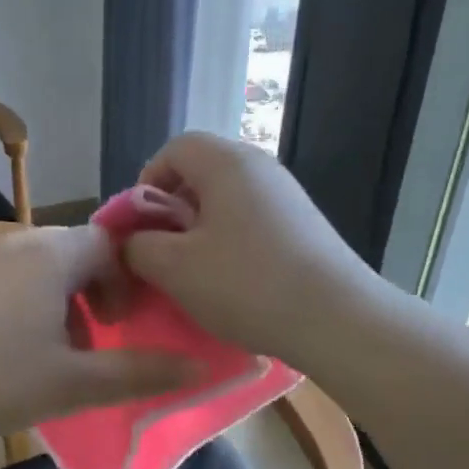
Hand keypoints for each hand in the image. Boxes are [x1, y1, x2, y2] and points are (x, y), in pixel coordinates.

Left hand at [0, 225, 198, 449]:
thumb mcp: (74, 383)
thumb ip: (139, 372)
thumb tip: (201, 367)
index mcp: (54, 254)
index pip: (114, 243)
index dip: (135, 280)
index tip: (134, 322)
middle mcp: (20, 244)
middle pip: (80, 254)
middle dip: (102, 293)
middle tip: (107, 338)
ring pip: (46, 270)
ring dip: (68, 304)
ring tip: (66, 354)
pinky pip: (14, 281)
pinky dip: (34, 307)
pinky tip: (20, 354)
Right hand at [124, 132, 378, 364]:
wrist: (336, 319)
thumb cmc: (245, 284)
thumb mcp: (173, 267)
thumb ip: (138, 246)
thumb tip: (132, 240)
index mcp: (226, 163)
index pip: (175, 148)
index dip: (146, 182)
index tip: (139, 226)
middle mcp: (261, 167)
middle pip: (201, 172)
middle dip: (171, 210)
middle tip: (161, 252)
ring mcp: (288, 196)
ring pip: (226, 200)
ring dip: (199, 231)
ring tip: (194, 273)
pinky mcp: (304, 226)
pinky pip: (251, 221)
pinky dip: (230, 242)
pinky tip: (231, 282)